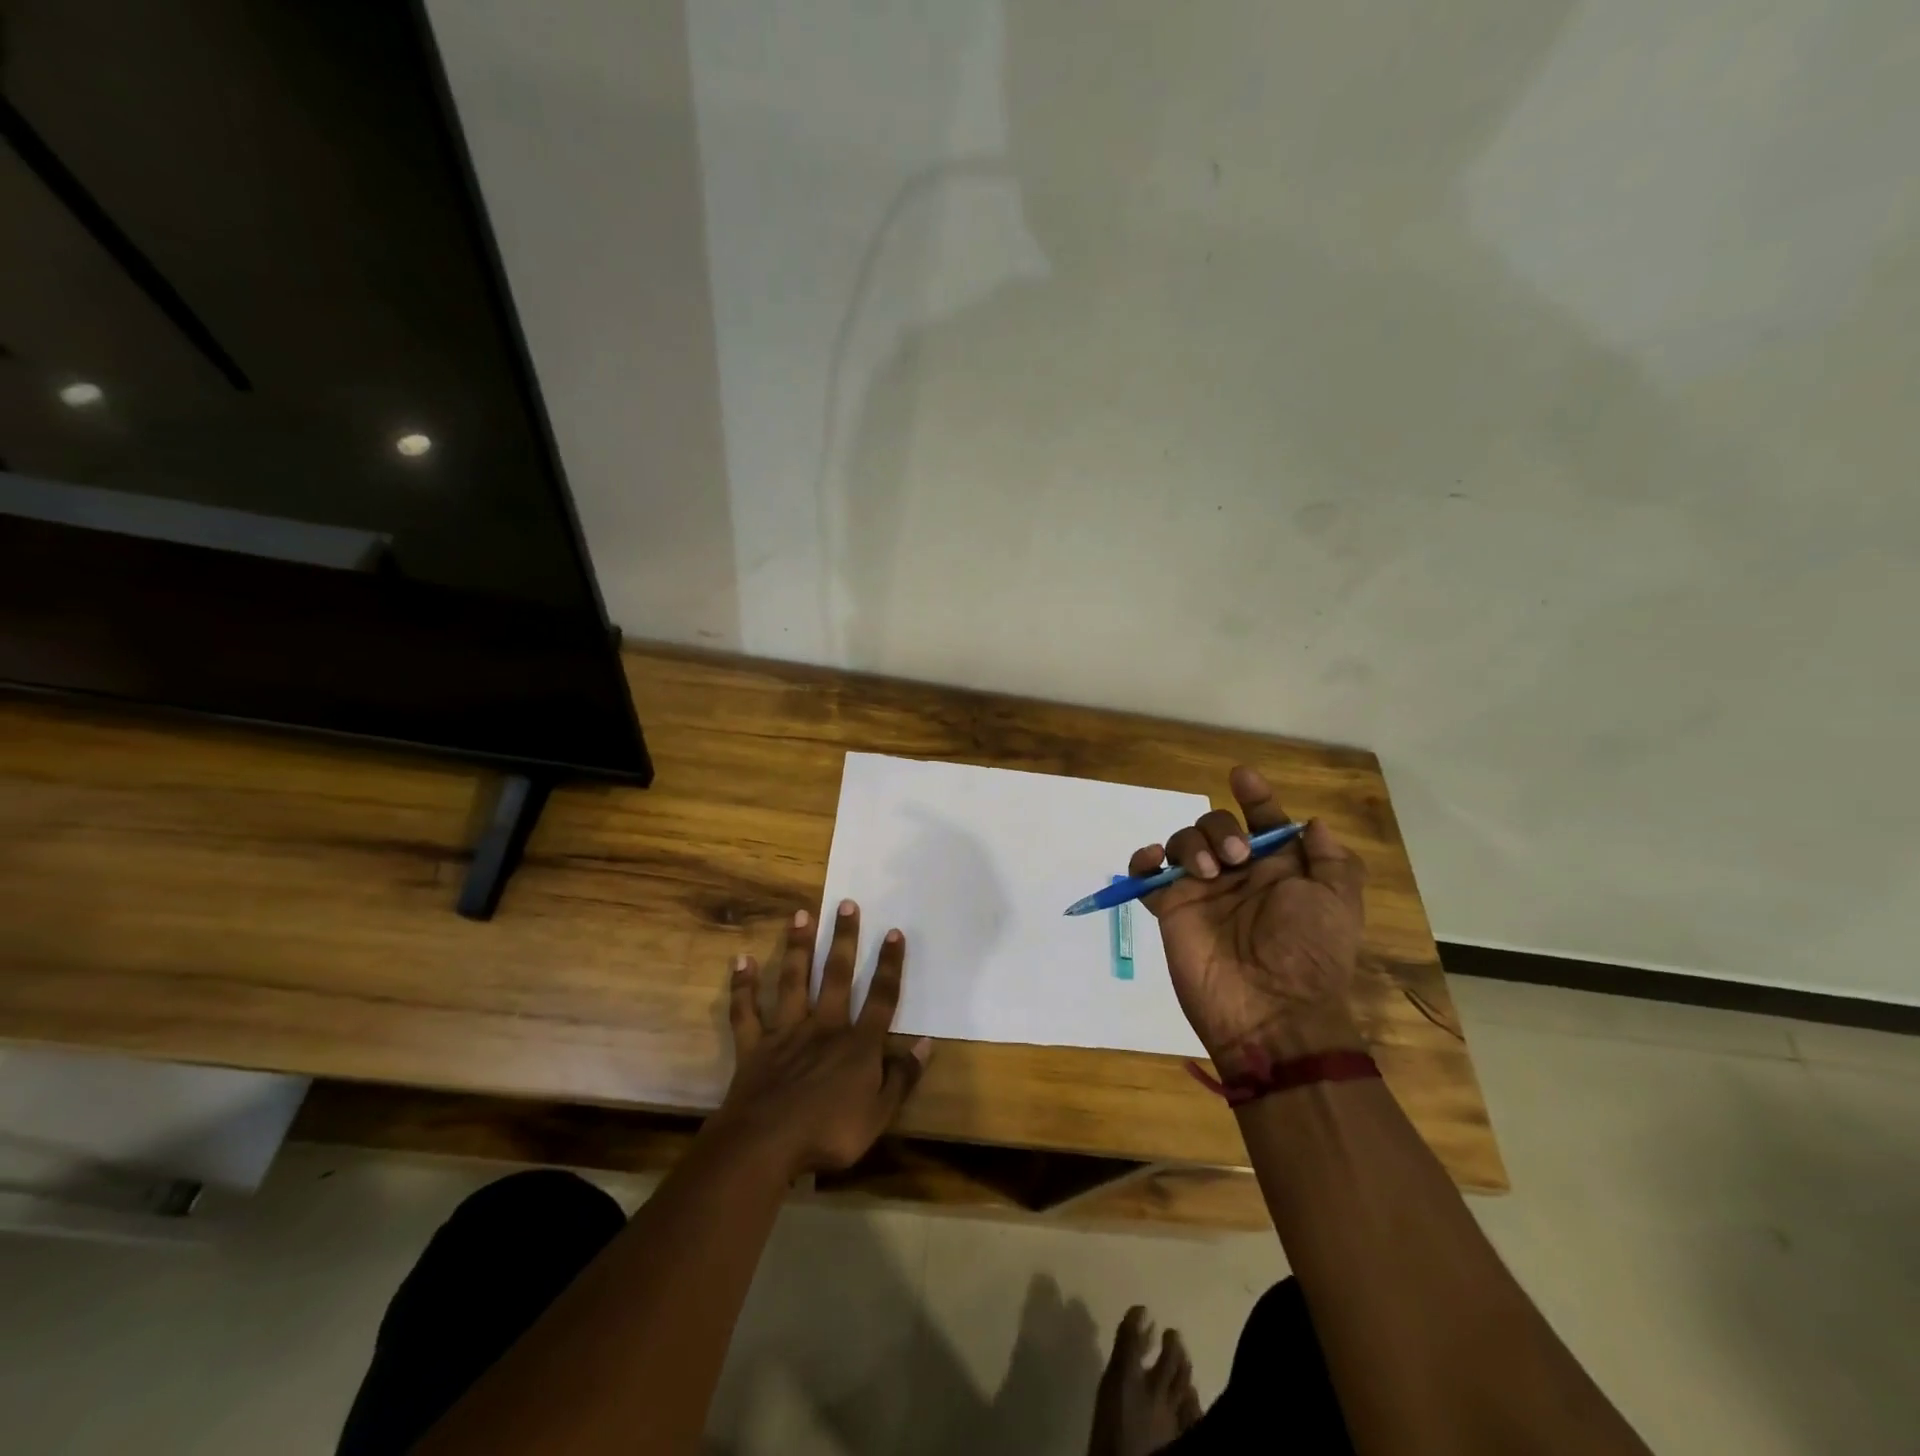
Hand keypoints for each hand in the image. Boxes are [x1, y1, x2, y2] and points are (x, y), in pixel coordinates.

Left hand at [717, 899, 931, 1176]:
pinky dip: (743, 986)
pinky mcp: (754, 1046)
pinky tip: (742, 960)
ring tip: (801, 915)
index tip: (894, 932)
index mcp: (857, 1045)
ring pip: (793, 981)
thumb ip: (902, 1078)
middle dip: (844, 939)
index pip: (881, 998)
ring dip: (798, 947)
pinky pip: (747, 1011)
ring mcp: (786, 1033)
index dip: (889, 965)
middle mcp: (824, 1027)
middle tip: (846, 903)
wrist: (765, 1146)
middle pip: (837, 976)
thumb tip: (926, 1044)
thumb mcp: (878, 1115)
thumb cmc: (828, 1134)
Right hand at [1130, 767, 1366, 1073]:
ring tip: (1208, 872)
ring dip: (1191, 843)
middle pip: (1216, 824)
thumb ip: (1330, 859)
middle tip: (1236, 856)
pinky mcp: (1171, 909)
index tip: (1242, 777)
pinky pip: (1146, 874)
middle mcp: (1238, 875)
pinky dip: (1143, 860)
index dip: (1255, 796)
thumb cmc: (1310, 953)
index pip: (1263, 820)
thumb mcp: (1338, 903)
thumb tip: (1311, 824)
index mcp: (1278, 870)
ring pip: (1182, 841)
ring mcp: (1201, 891)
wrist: (1271, 1011)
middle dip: (1221, 826)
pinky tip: (1153, 862)